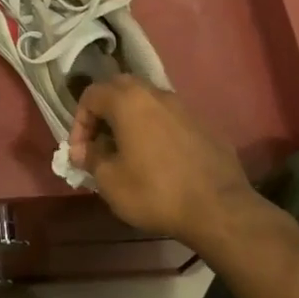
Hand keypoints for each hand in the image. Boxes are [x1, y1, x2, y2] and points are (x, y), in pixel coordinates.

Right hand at [69, 75, 271, 248]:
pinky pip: (169, 119)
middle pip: (119, 88)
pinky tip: (157, 160)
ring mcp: (183, 107)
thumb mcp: (110, 181)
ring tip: (126, 151)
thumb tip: (83, 151)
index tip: (79, 152)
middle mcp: (155, 94)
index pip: (91, 95)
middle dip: (103, 112)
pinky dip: (155, 130)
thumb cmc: (155, 192)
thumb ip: (91, 159)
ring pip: (146, 101)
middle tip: (99, 142)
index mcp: (128, 100)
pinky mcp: (203, 125)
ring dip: (130, 119)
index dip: (78, 122)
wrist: (220, 209)